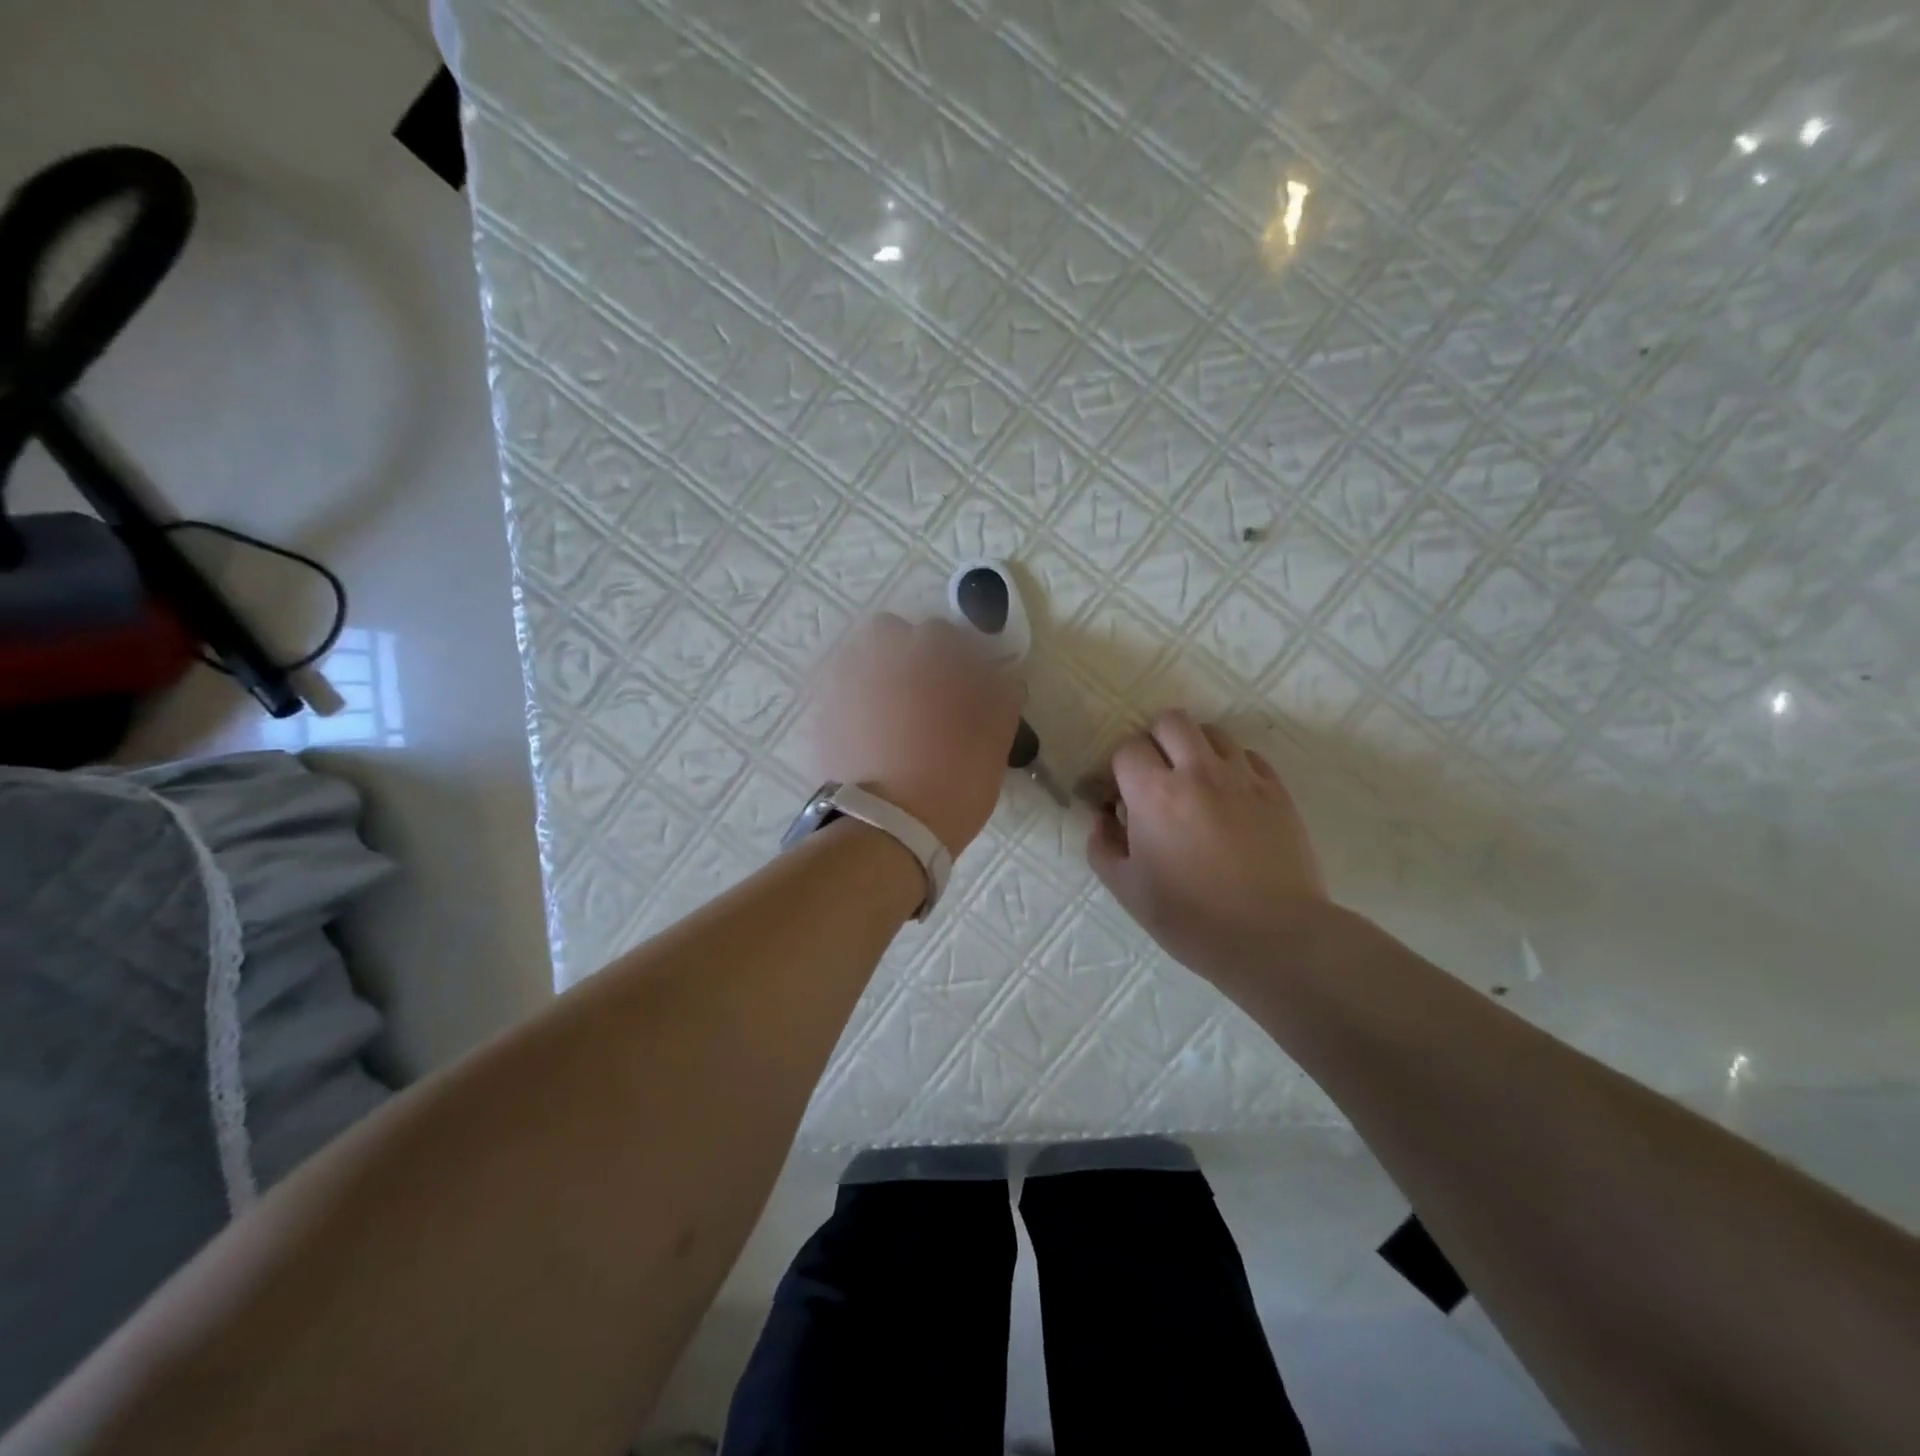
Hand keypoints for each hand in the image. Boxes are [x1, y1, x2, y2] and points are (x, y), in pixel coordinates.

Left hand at [808, 615, 1022, 856]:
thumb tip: (1006, 680)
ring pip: (858, 655)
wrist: (885, 831)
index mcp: (928, 661)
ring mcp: (844, 686)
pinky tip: (869, 728)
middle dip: (909, 650)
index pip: (946, 634)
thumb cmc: (951, 785)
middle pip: (891, 632)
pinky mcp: (822, 716)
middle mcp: (880, 661)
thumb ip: (1001, 702)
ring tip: (894, 705)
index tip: (970, 679)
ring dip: (878, 668)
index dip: (961, 654)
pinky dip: (855, 698)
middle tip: (927, 687)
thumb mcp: (993, 745)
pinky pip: (837, 689)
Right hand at [1087, 711, 1330, 988]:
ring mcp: (1243, 778)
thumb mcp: (1127, 889)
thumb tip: (1103, 817)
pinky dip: (1232, 766)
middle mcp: (1198, 772)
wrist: (1274, 938)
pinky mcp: (1277, 791)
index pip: (1127, 749)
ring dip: (1195, 748)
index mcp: (1154, 794)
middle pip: (1171, 721)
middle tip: (1156, 777)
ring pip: (1213, 732)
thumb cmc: (1191, 919)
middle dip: (1155, 741)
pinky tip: (1230, 797)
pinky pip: (1249, 756)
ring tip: (1195, 782)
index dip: (1119, 769)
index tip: (1121, 796)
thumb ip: (1103, 845)